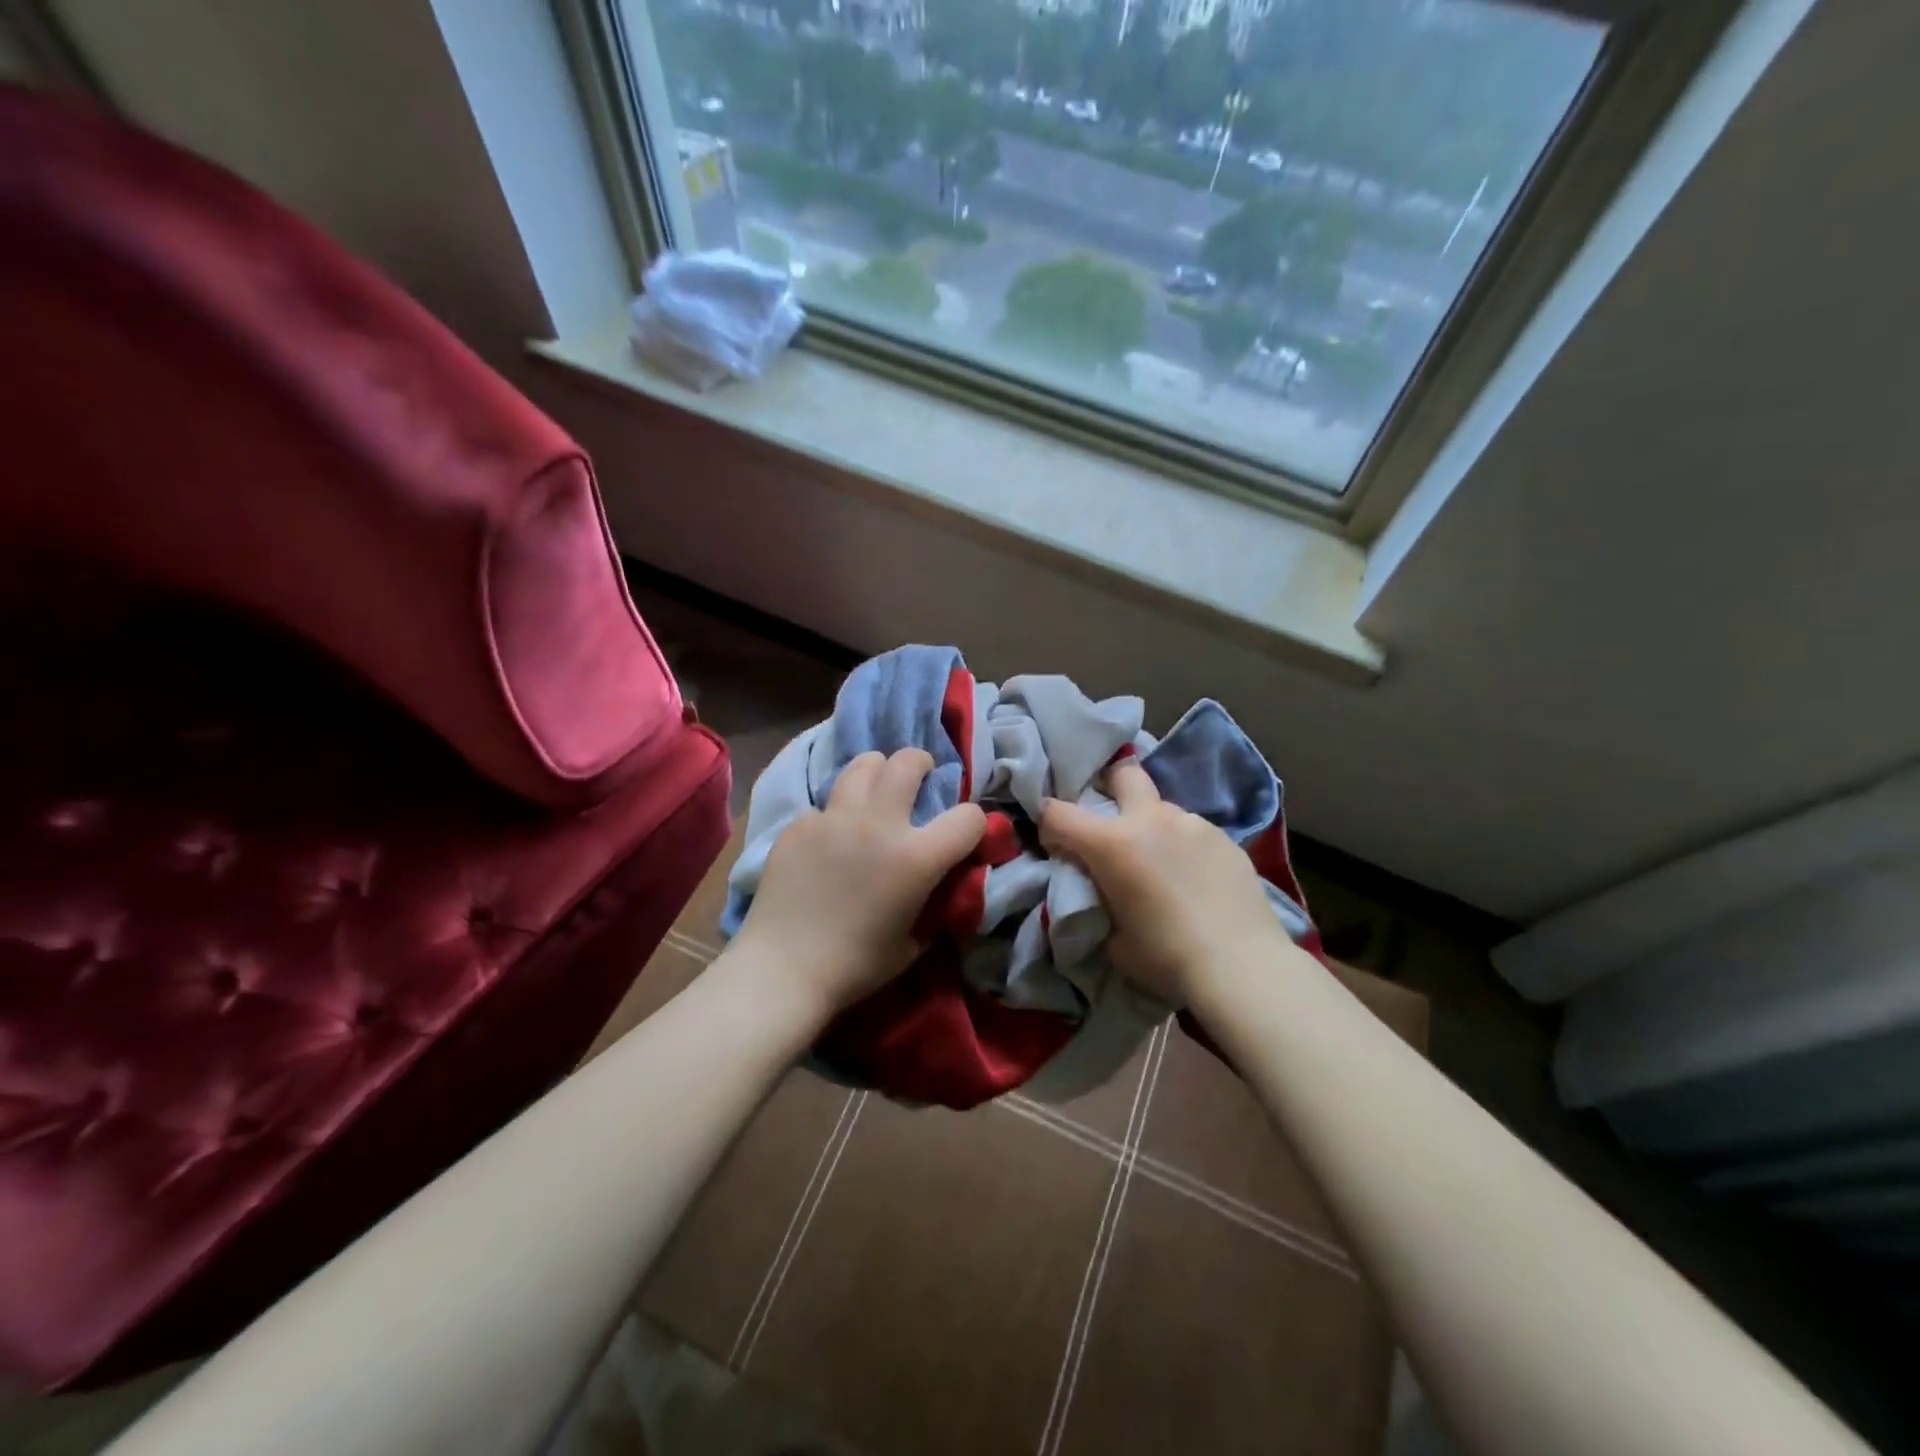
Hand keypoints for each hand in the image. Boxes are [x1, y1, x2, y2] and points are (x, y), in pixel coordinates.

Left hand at [729, 748, 985, 1018]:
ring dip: (878, 771)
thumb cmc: (856, 966)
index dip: (974, 823)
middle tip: (919, 777)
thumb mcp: (914, 941)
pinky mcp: (800, 824)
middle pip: (908, 762)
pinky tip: (831, 837)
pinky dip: (838, 812)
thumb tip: (941, 883)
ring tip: (877, 788)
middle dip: (921, 764)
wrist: (783, 970)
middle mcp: (879, 824)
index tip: (963, 833)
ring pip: (864, 764)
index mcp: (916, 857)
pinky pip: (827, 803)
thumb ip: (934, 902)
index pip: (969, 817)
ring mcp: (835, 818)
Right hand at [1039, 760, 1293, 1002]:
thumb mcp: (1111, 939)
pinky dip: (1184, 846)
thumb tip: (1097, 893)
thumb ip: (1096, 904)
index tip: (1057, 847)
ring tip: (1162, 863)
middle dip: (1110, 787)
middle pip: (1122, 774)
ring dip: (1151, 826)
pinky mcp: (1225, 837)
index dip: (1049, 826)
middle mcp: (1150, 820)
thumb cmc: (1166, 957)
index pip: (1058, 813)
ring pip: (1162, 808)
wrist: (1241, 966)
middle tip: (1111, 823)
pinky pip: (1192, 831)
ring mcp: (1192, 824)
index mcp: (1111, 844)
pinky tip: (1196, 878)